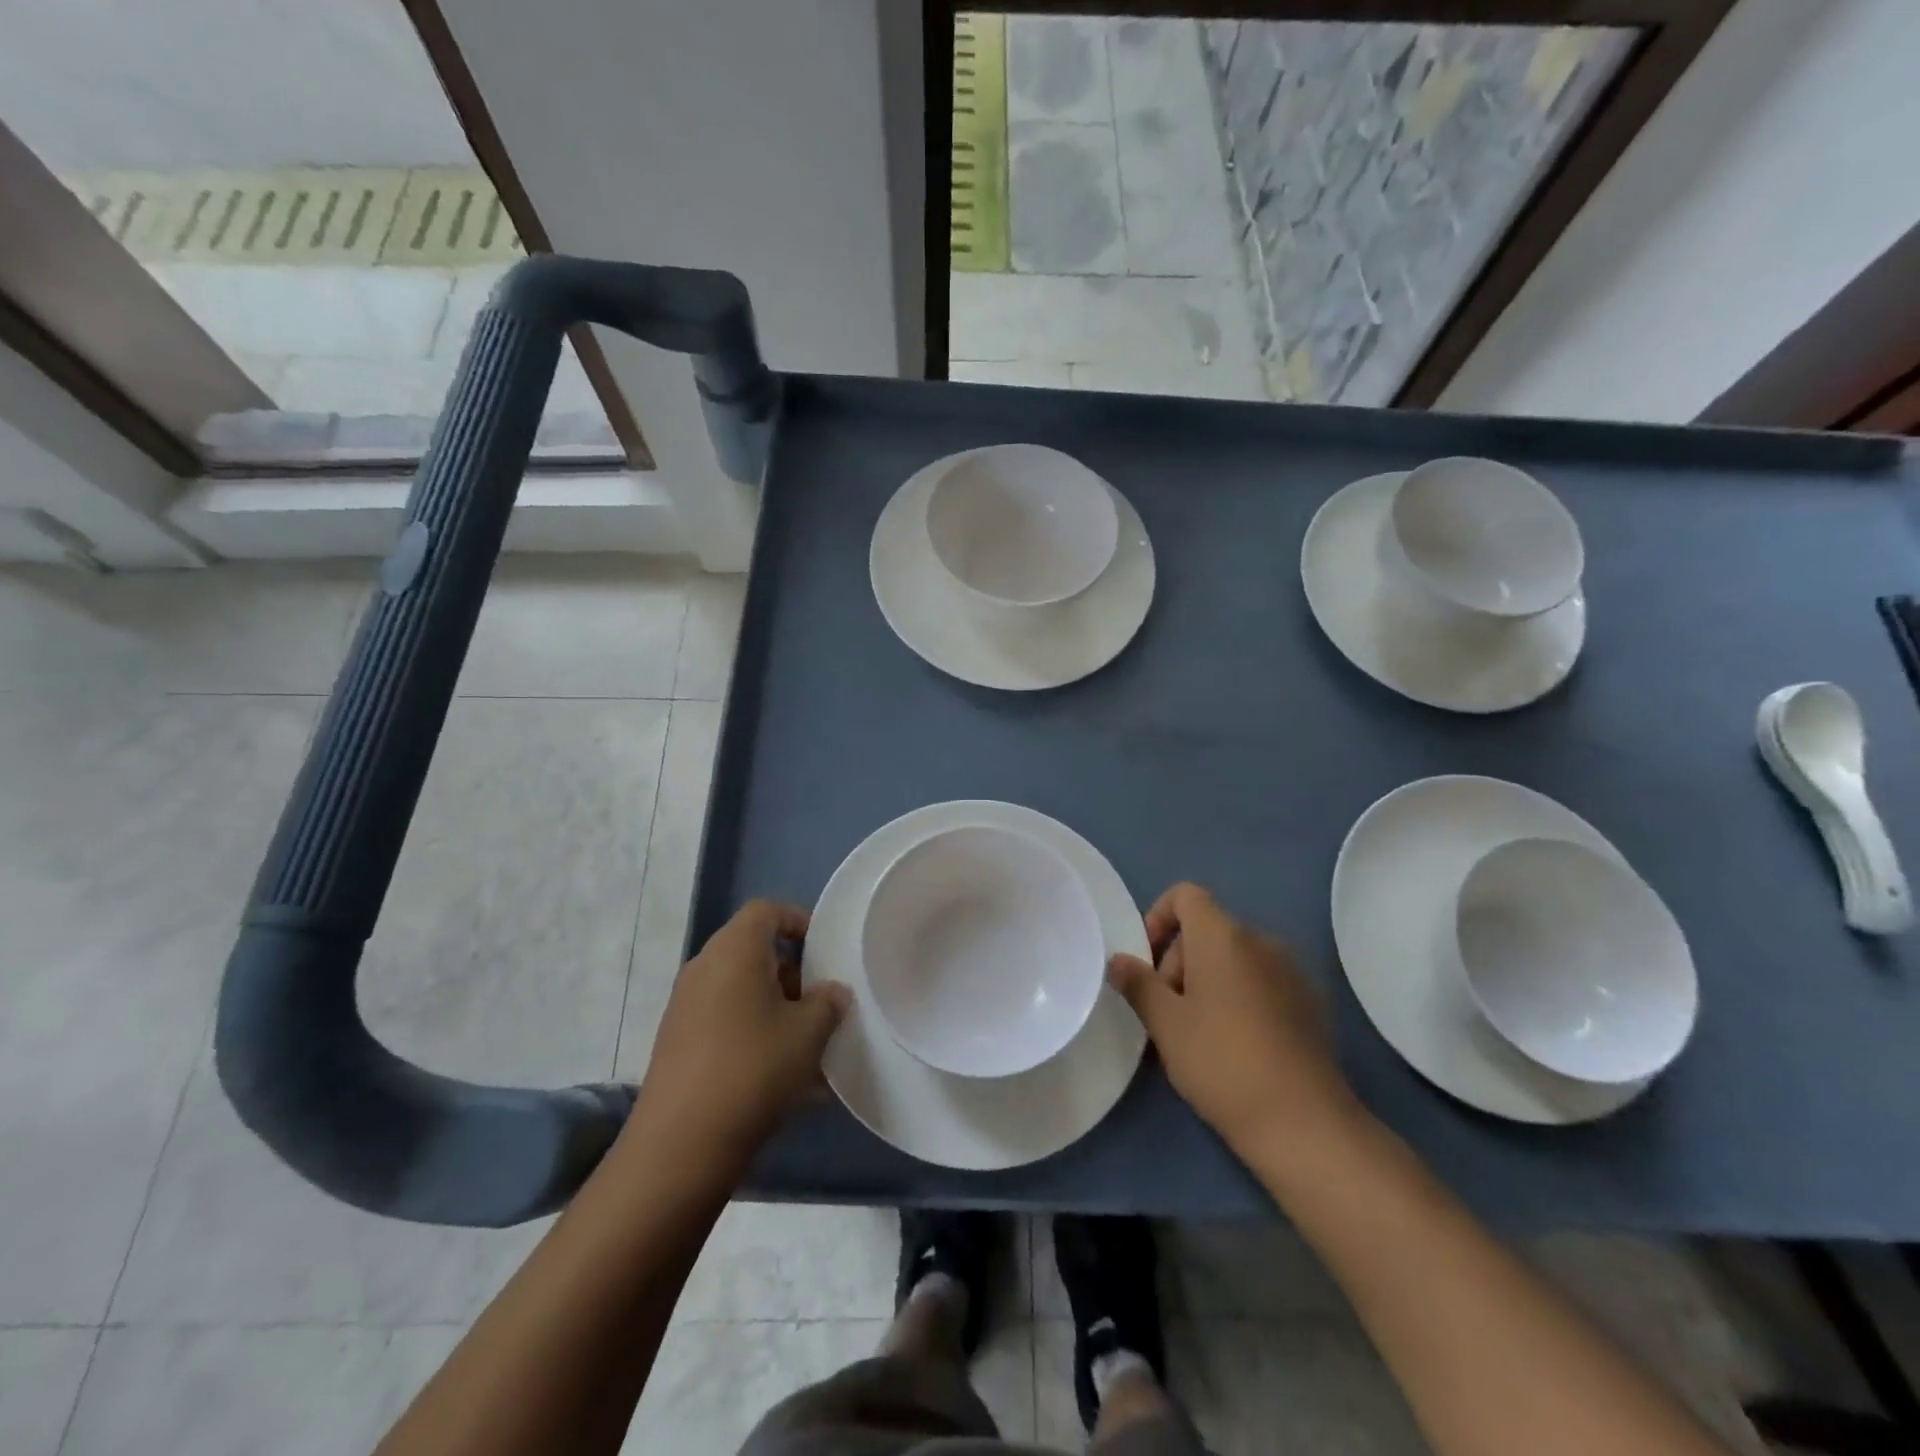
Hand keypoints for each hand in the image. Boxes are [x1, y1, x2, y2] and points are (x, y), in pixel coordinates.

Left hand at [633, 900, 849, 1163]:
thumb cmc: (753, 1068)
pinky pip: (727, 1022)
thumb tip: (832, 992)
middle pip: (754, 951)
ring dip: (777, 1008)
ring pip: (742, 991)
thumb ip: (828, 1002)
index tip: (826, 950)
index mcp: (735, 950)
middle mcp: (705, 968)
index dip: (799, 921)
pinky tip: (785, 1076)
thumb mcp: (808, 1032)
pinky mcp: (679, 1043)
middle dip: (793, 974)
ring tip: (810, 1046)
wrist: (680, 1144)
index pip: (767, 911)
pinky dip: (756, 1034)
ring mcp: (686, 1007)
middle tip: (823, 1002)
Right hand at [1107, 883, 1356, 1159]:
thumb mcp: (1166, 1024)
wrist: (1303, 1122)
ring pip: (1235, 956)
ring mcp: (1292, 970)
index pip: (1186, 894)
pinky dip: (1241, 994)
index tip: (1148, 963)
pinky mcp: (1311, 1001)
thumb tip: (1118, 961)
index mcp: (1223, 936)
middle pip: (1208, 928)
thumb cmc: (1221, 1062)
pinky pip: (1263, 979)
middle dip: (1180, 959)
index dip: (1159, 917)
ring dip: (1209, 978)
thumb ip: (1138, 984)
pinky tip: (1238, 1042)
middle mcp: (1261, 940)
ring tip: (1200, 1030)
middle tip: (1169, 1010)